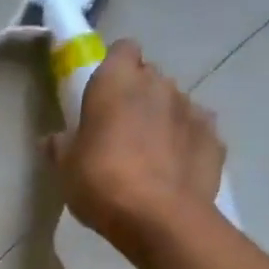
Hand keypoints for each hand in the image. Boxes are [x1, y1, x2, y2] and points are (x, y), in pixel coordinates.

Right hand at [43, 39, 225, 255]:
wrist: (159, 218)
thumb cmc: (102, 183)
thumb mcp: (67, 169)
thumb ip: (61, 147)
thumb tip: (53, 140)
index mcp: (117, 81)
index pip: (122, 50)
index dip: (114, 68)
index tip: (104, 95)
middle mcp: (159, 84)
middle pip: (150, 77)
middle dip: (139, 96)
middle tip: (123, 131)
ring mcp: (192, 109)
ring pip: (176, 104)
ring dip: (164, 120)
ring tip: (152, 156)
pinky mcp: (214, 138)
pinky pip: (197, 133)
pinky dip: (188, 145)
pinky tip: (176, 171)